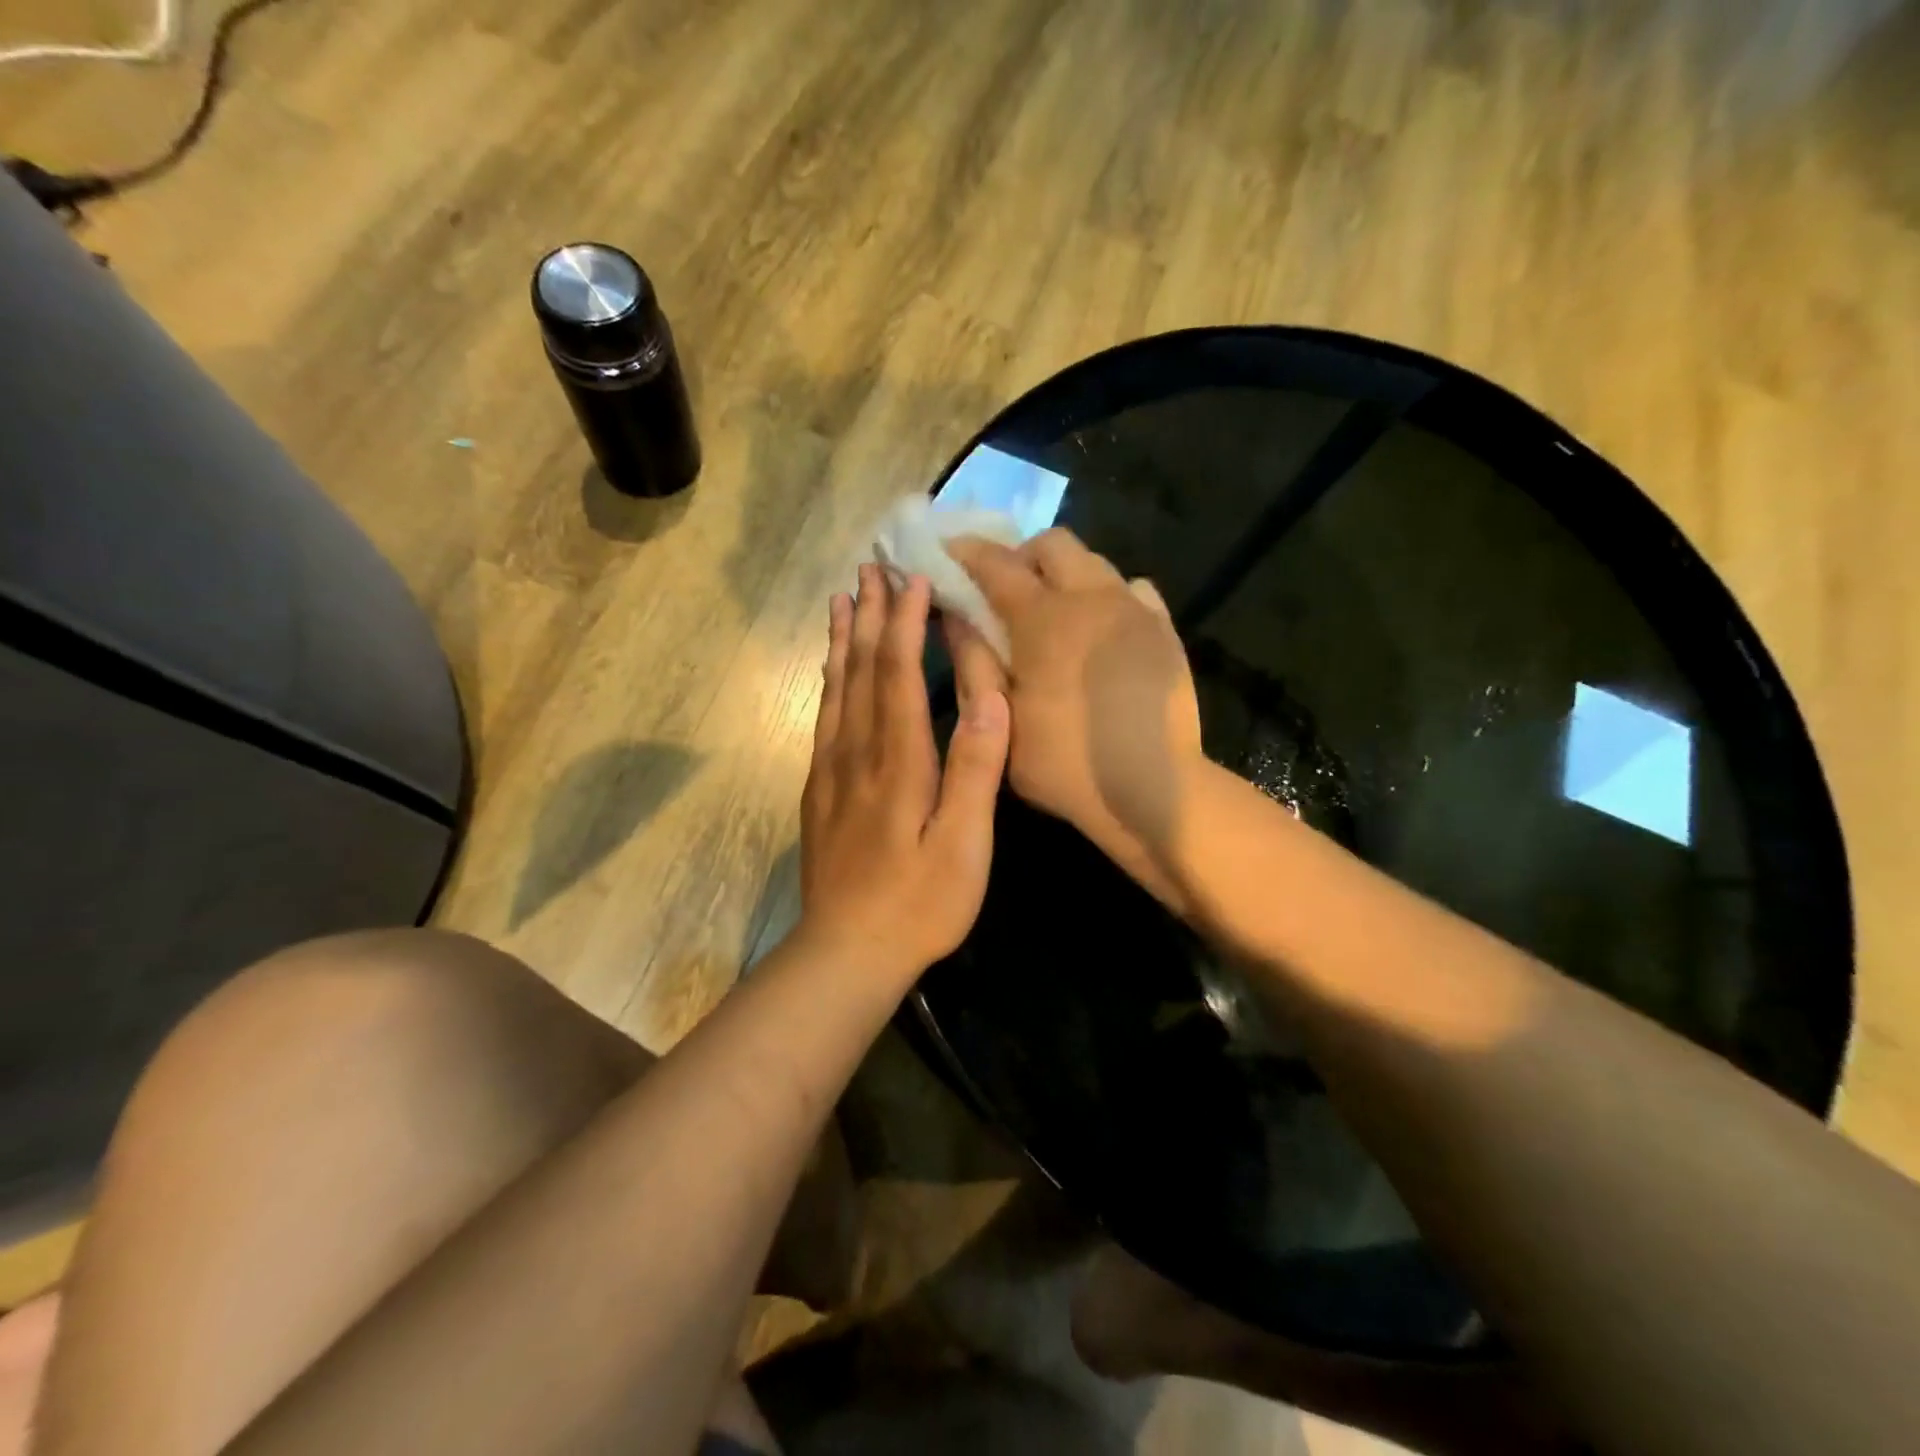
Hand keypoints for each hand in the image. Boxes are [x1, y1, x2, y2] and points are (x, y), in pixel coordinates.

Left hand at [797, 564, 1010, 982]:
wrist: (845, 952)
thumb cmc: (918, 903)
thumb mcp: (964, 844)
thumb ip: (976, 769)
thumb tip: (991, 696)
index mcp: (899, 761)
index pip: (898, 674)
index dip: (905, 623)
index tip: (914, 578)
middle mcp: (858, 753)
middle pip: (860, 670)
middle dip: (868, 615)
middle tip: (870, 567)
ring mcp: (831, 771)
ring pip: (835, 689)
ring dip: (841, 639)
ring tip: (842, 598)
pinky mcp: (818, 792)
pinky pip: (823, 719)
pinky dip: (827, 682)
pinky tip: (830, 671)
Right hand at [945, 529, 1201, 905]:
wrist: (1153, 788)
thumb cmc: (1064, 762)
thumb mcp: (1002, 720)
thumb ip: (975, 661)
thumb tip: (955, 616)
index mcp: (1044, 619)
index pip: (997, 565)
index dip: (967, 553)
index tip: (949, 552)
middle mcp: (1091, 597)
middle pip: (1053, 544)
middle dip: (1022, 556)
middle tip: (1006, 591)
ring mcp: (1134, 609)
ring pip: (1094, 562)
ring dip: (1065, 574)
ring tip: (1054, 612)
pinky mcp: (1164, 629)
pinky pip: (1133, 589)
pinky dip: (1108, 596)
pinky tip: (1101, 631)